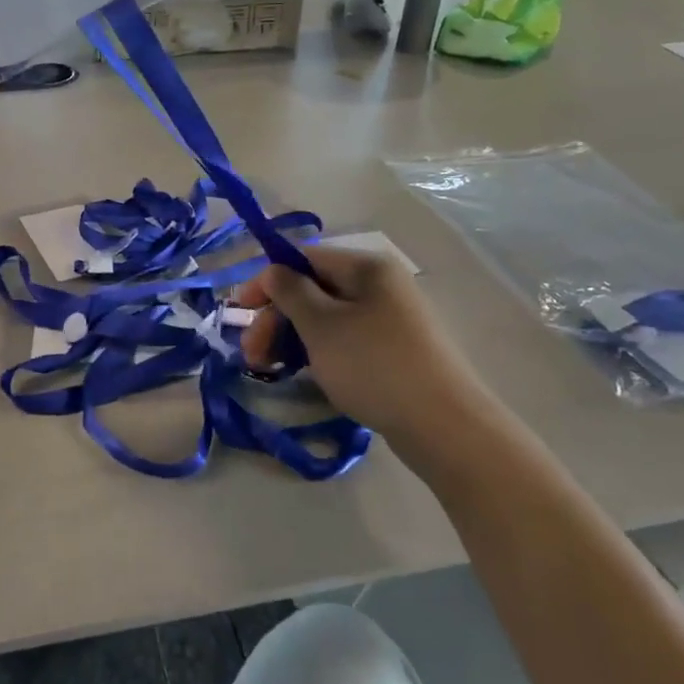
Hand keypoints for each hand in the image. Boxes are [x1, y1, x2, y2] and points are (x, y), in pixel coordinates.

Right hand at [235, 246, 488, 436]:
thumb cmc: (374, 365)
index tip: (239, 312)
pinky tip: (303, 374)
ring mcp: (390, 319)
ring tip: (270, 370)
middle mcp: (380, 285)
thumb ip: (290, 291)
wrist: (443, 425)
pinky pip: (345, 340)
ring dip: (292, 338)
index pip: (303, 258)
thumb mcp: (321, 326)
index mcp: (366, 267)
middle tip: (251, 356)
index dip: (267, 282)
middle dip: (276, 318)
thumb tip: (273, 271)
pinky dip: (318, 352)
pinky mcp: (393, 351)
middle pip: (313, 290)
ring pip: (326, 319)